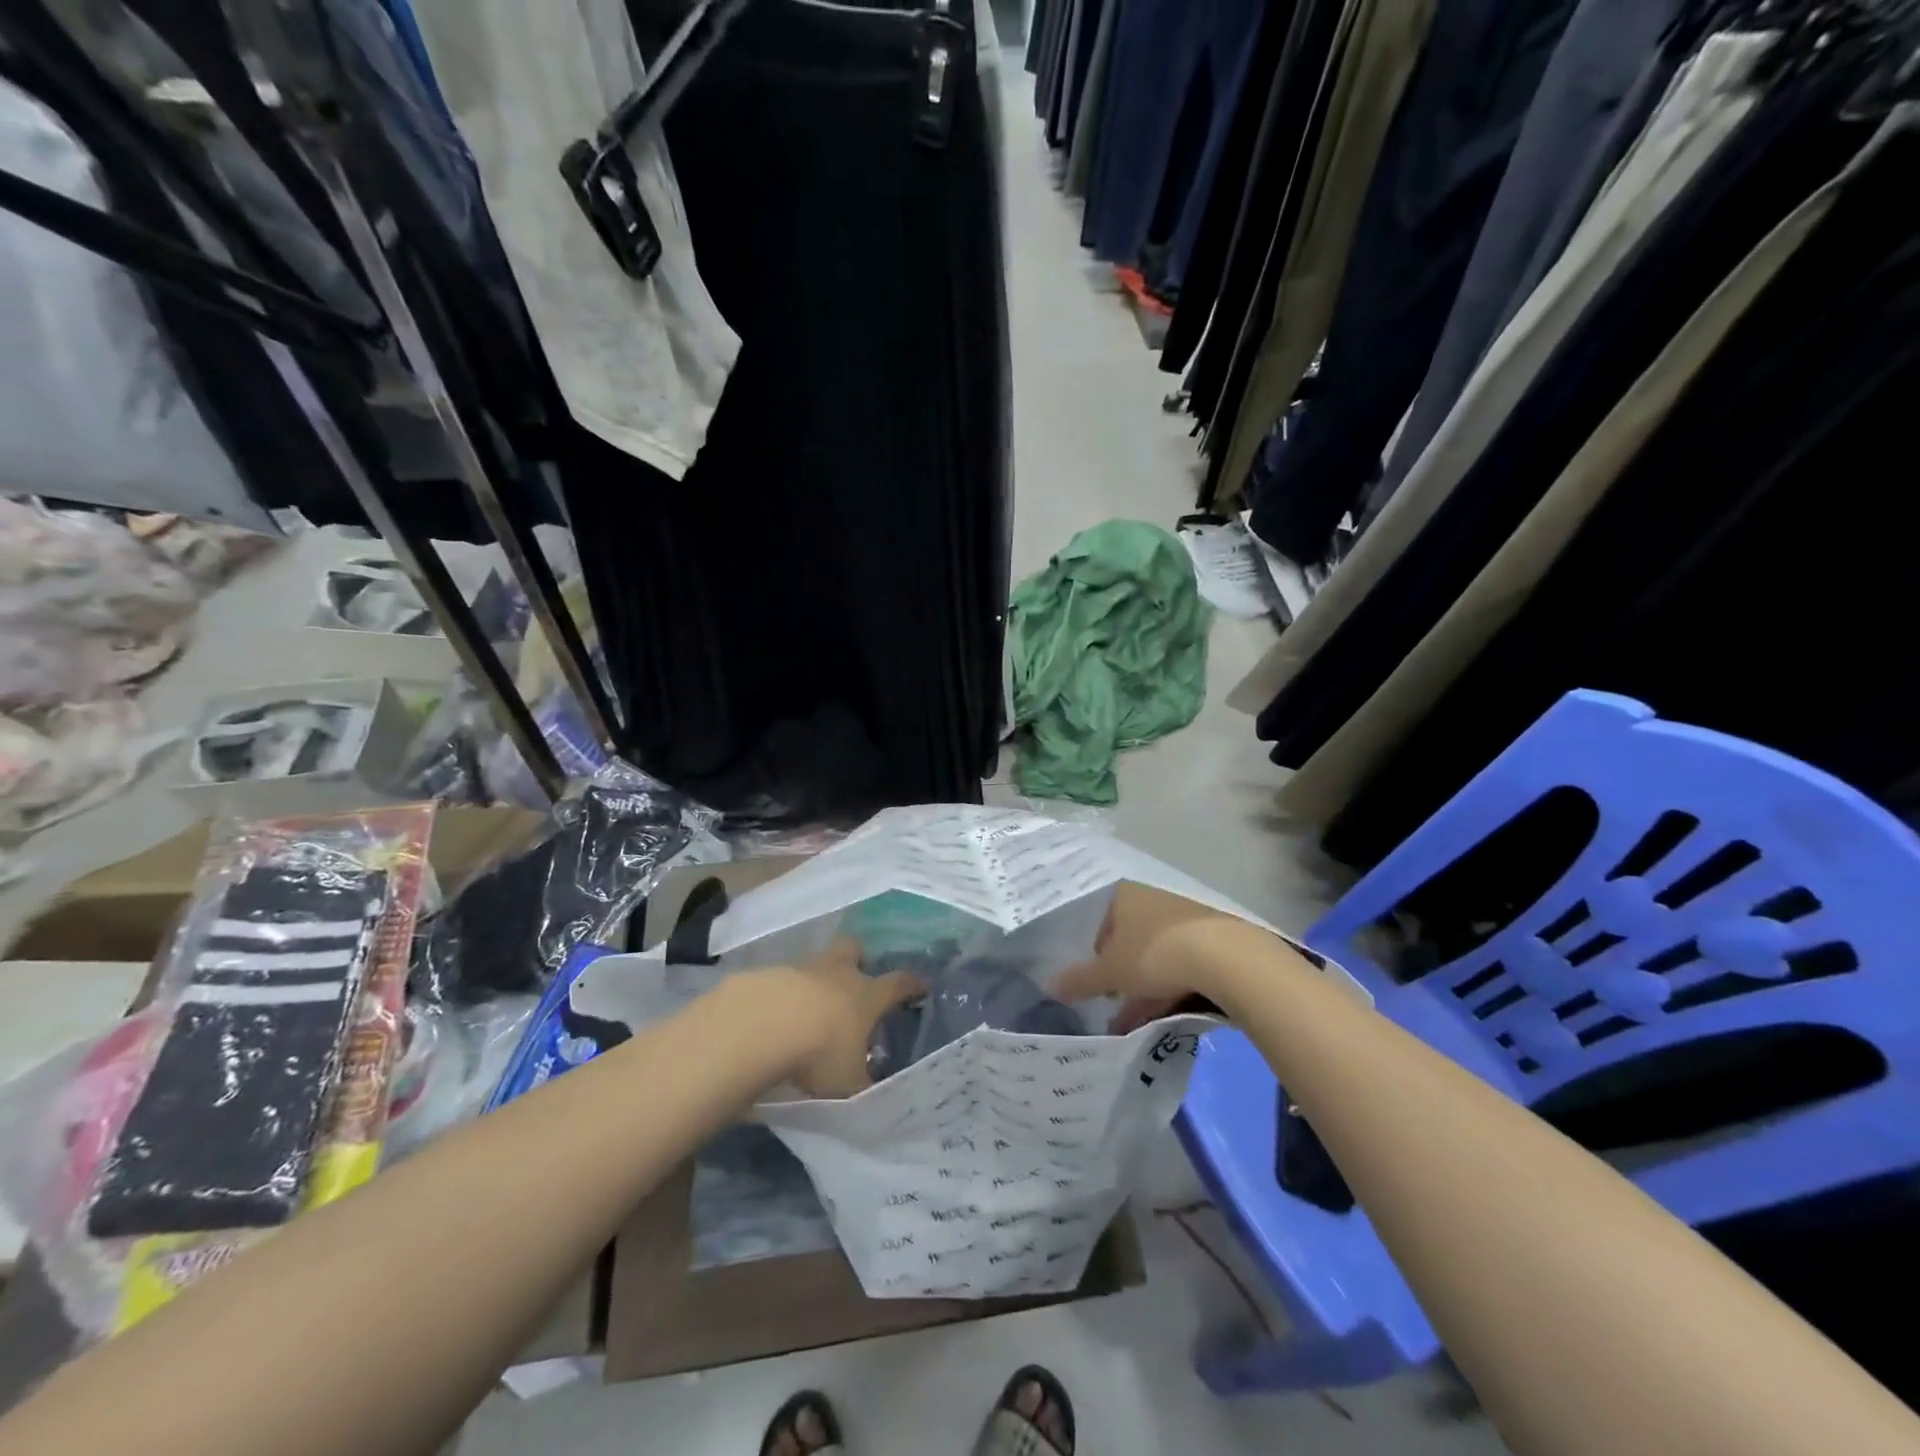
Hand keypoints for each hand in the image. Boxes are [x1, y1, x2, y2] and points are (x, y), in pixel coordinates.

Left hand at [762, 938, 923, 1098]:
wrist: (760, 1027)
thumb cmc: (819, 1053)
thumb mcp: (849, 1084)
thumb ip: (862, 1087)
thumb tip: (875, 1096)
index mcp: (866, 995)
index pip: (898, 983)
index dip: (912, 984)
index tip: (921, 985)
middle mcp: (837, 974)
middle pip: (853, 949)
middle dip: (857, 958)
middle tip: (855, 977)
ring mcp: (800, 970)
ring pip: (815, 963)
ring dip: (815, 981)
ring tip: (808, 1011)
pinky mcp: (766, 975)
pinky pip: (780, 981)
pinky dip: (781, 996)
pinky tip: (773, 1019)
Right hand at [1054, 882, 1240, 1032]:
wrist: (1225, 957)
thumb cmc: (1154, 953)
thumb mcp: (1110, 973)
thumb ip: (1079, 980)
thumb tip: (1047, 985)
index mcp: (1124, 896)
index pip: (1099, 923)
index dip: (1095, 955)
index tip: (1097, 983)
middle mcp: (1152, 900)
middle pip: (1128, 940)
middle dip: (1121, 976)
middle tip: (1115, 1005)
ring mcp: (1183, 918)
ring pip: (1155, 955)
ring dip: (1144, 989)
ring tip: (1136, 1023)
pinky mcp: (1210, 939)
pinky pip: (1180, 964)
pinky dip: (1170, 988)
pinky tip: (1165, 1015)